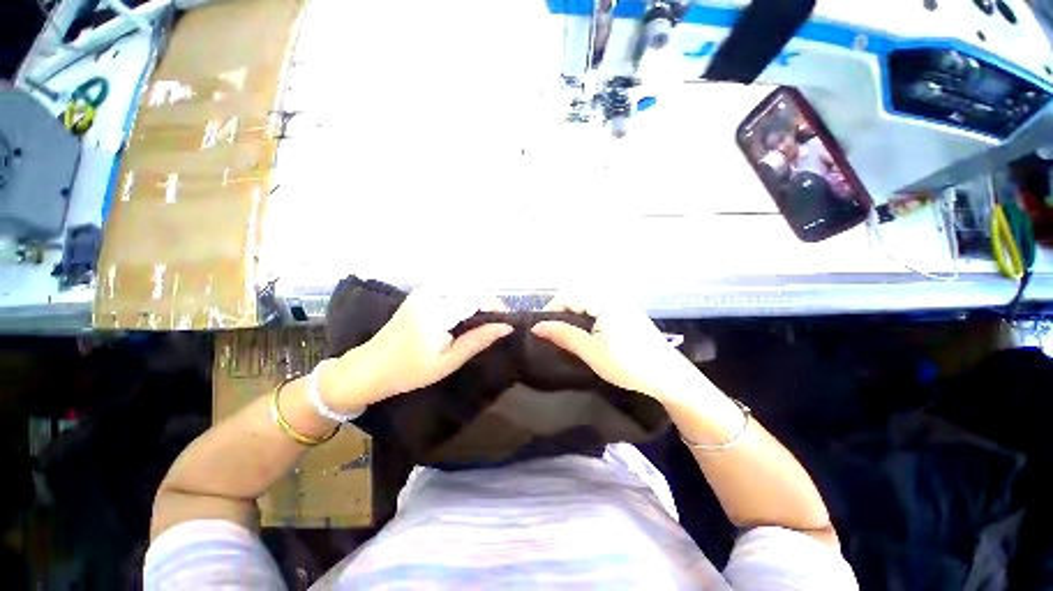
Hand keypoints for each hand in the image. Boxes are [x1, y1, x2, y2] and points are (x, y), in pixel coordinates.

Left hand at [322, 287, 511, 410]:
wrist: (370, 367)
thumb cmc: (410, 371)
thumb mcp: (449, 361)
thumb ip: (478, 340)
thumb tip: (507, 327)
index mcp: (436, 311)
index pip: (477, 296)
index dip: (496, 306)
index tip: (506, 322)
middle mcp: (430, 293)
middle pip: (472, 288)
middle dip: (488, 303)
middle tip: (496, 324)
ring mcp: (424, 290)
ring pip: (463, 286)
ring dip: (477, 300)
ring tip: (483, 321)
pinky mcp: (421, 292)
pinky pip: (452, 289)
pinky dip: (464, 299)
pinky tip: (464, 315)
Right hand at [531, 293, 708, 405]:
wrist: (669, 377)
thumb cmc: (629, 365)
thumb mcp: (591, 352)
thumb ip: (563, 335)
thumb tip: (536, 327)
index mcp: (605, 300)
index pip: (567, 295)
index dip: (551, 310)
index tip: (542, 330)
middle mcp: (613, 295)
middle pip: (577, 294)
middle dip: (561, 311)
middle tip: (553, 333)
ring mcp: (622, 302)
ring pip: (587, 300)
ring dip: (573, 313)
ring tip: (566, 333)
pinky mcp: (626, 311)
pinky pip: (598, 305)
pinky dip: (586, 315)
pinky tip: (585, 331)